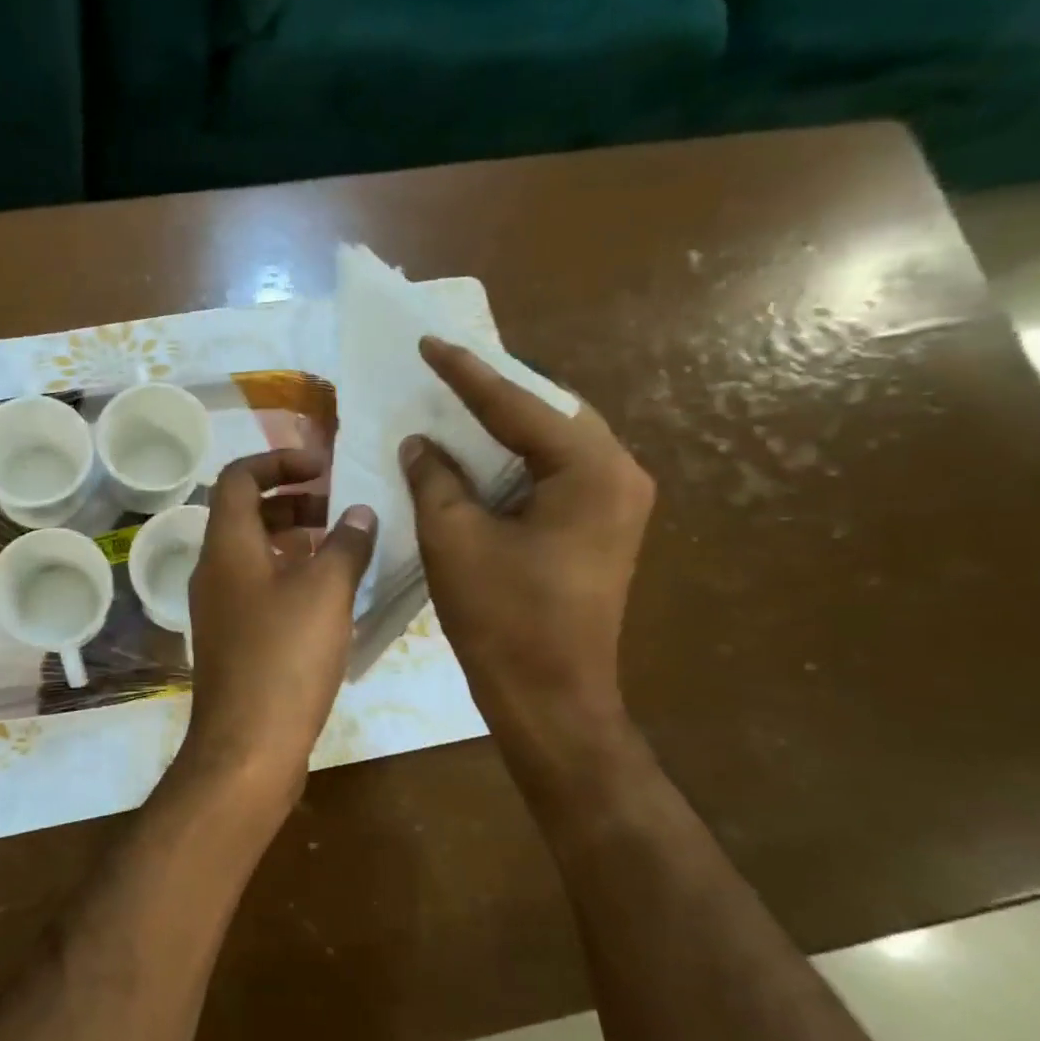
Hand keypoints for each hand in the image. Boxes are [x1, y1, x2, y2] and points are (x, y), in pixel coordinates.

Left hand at [178, 450, 376, 815]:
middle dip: (291, 500)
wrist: (247, 745)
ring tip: (340, 546)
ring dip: (292, 539)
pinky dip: (288, 575)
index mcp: (227, 545)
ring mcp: (218, 606)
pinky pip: (257, 587)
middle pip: (244, 513)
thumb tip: (360, 513)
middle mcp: (213, 569)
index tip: (322, 466)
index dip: (278, 460)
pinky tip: (327, 595)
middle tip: (337, 507)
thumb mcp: (326, 592)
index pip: (238, 477)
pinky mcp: (231, 638)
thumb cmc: (285, 657)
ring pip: (253, 553)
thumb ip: (345, 545)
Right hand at [402, 336, 653, 767]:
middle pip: (551, 413)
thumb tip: (420, 442)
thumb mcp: (454, 539)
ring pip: (556, 442)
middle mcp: (619, 476)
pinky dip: (517, 459)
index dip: (465, 374)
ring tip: (458, 406)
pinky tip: (481, 457)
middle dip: (497, 393)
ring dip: (508, 426)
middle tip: (446, 375)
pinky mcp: (602, 529)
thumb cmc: (502, 618)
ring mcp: (618, 504)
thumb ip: (435, 478)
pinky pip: (557, 473)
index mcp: (590, 471)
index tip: (429, 342)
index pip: (518, 406)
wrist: (550, 698)